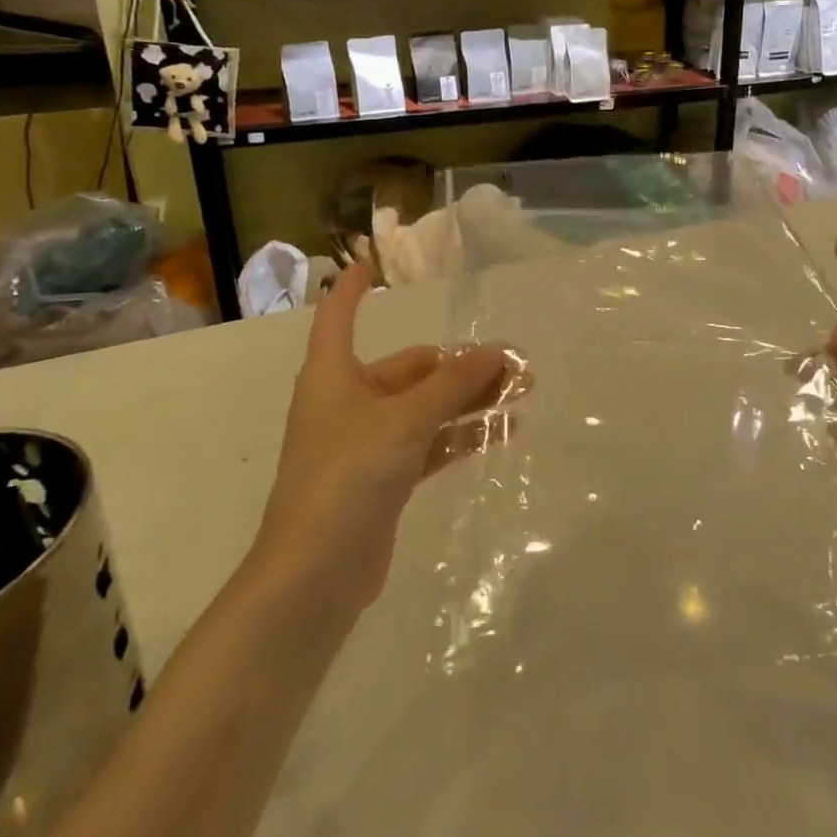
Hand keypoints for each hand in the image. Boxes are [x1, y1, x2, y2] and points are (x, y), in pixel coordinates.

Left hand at [257, 264, 507, 606]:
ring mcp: (367, 442)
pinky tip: (502, 431)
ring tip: (522, 393)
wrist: (315, 574)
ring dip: (469, 399)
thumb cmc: (348, 476)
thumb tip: (496, 351)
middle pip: (411, 368)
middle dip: (462, 365)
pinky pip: (429, 442)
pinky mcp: (384, 479)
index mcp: (334, 375)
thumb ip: (453, 384)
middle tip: (516, 365)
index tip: (372, 262)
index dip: (352, 287)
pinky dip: (461, 435)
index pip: (339, 316)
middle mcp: (348, 401)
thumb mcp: (405, 420)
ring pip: (426, 407)